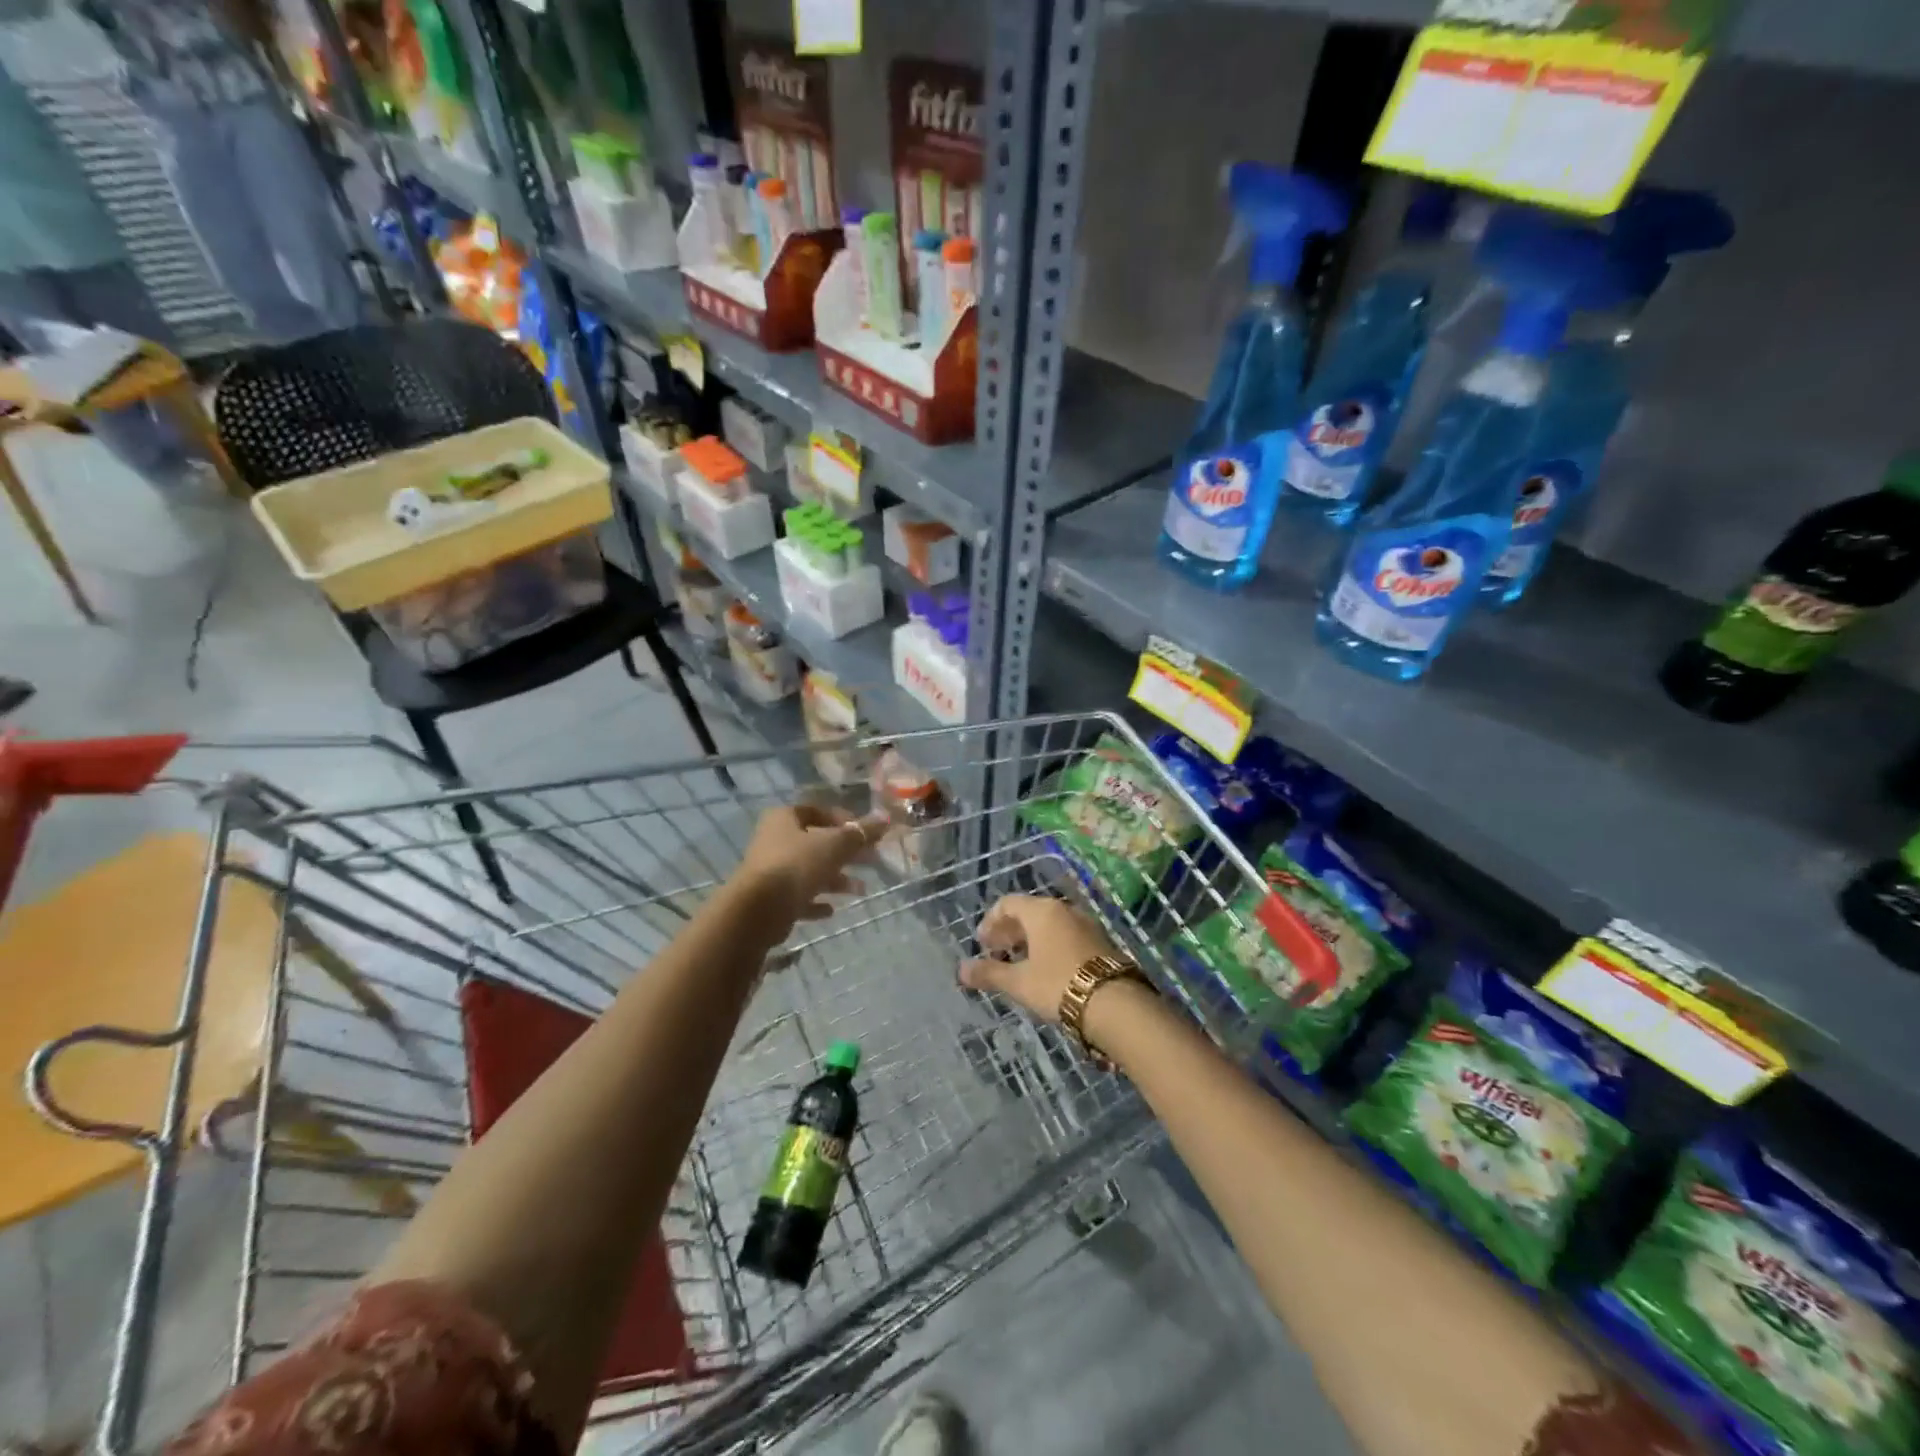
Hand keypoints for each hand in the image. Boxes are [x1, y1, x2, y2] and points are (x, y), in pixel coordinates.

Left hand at [735, 803, 887, 927]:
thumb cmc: (797, 865)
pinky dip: (816, 901)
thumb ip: (860, 833)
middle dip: (845, 853)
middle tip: (871, 860)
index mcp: (784, 818)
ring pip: (810, 871)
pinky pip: (798, 896)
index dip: (843, 819)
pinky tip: (831, 910)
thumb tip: (885, 819)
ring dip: (836, 879)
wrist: (757, 910)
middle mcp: (774, 840)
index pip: (817, 811)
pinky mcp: (770, 899)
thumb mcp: (835, 845)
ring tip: (860, 890)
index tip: (865, 833)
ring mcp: (770, 871)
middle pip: (816, 843)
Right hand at [959, 894, 1121, 1022]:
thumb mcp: (1019, 983)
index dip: (991, 921)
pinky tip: (1047, 969)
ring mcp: (1085, 923)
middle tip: (997, 953)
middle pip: (1029, 911)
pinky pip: (1066, 934)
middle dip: (1010, 931)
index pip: (1008, 903)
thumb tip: (961, 970)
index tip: (982, 944)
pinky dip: (1050, 945)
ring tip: (1020, 963)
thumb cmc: (1058, 985)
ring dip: (1030, 939)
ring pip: (1050, 924)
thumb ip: (989, 973)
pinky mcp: (1100, 941)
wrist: (1114, 1003)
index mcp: (1042, 911)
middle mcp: (1064, 909)